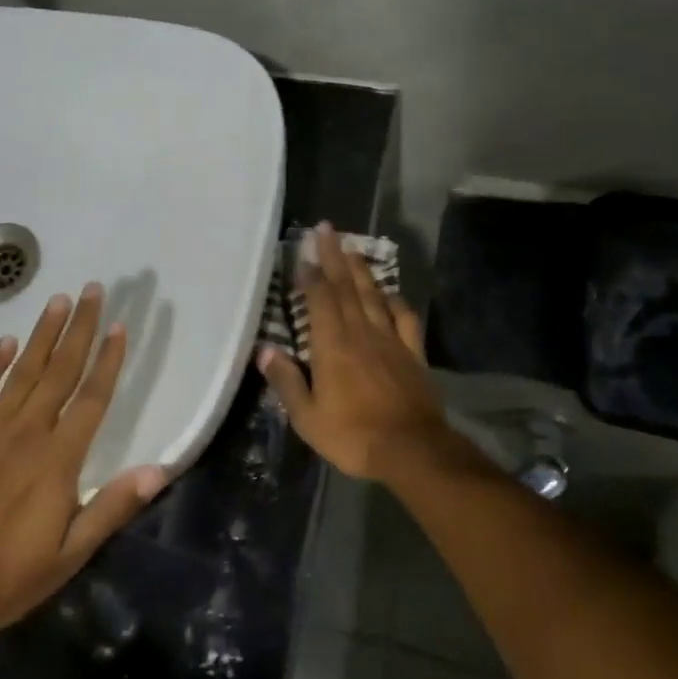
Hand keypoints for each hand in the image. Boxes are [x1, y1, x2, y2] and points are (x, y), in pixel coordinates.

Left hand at [0, 284, 166, 645]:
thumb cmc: (7, 578)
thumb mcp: (70, 554)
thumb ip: (112, 507)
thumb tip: (159, 470)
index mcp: (58, 459)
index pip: (92, 397)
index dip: (108, 360)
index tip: (119, 325)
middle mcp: (26, 433)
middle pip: (60, 370)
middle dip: (80, 328)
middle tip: (93, 289)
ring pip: (21, 372)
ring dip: (42, 335)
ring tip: (58, 300)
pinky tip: (4, 343)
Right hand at [257, 223, 454, 481]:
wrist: (412, 450)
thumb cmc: (353, 436)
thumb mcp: (308, 418)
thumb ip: (286, 381)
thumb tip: (264, 351)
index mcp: (332, 345)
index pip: (321, 300)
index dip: (312, 274)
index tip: (305, 250)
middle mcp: (361, 333)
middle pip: (346, 287)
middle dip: (334, 256)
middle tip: (327, 228)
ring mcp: (390, 340)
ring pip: (373, 296)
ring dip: (361, 270)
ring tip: (351, 247)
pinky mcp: (413, 353)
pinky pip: (403, 318)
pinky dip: (395, 301)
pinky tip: (389, 293)